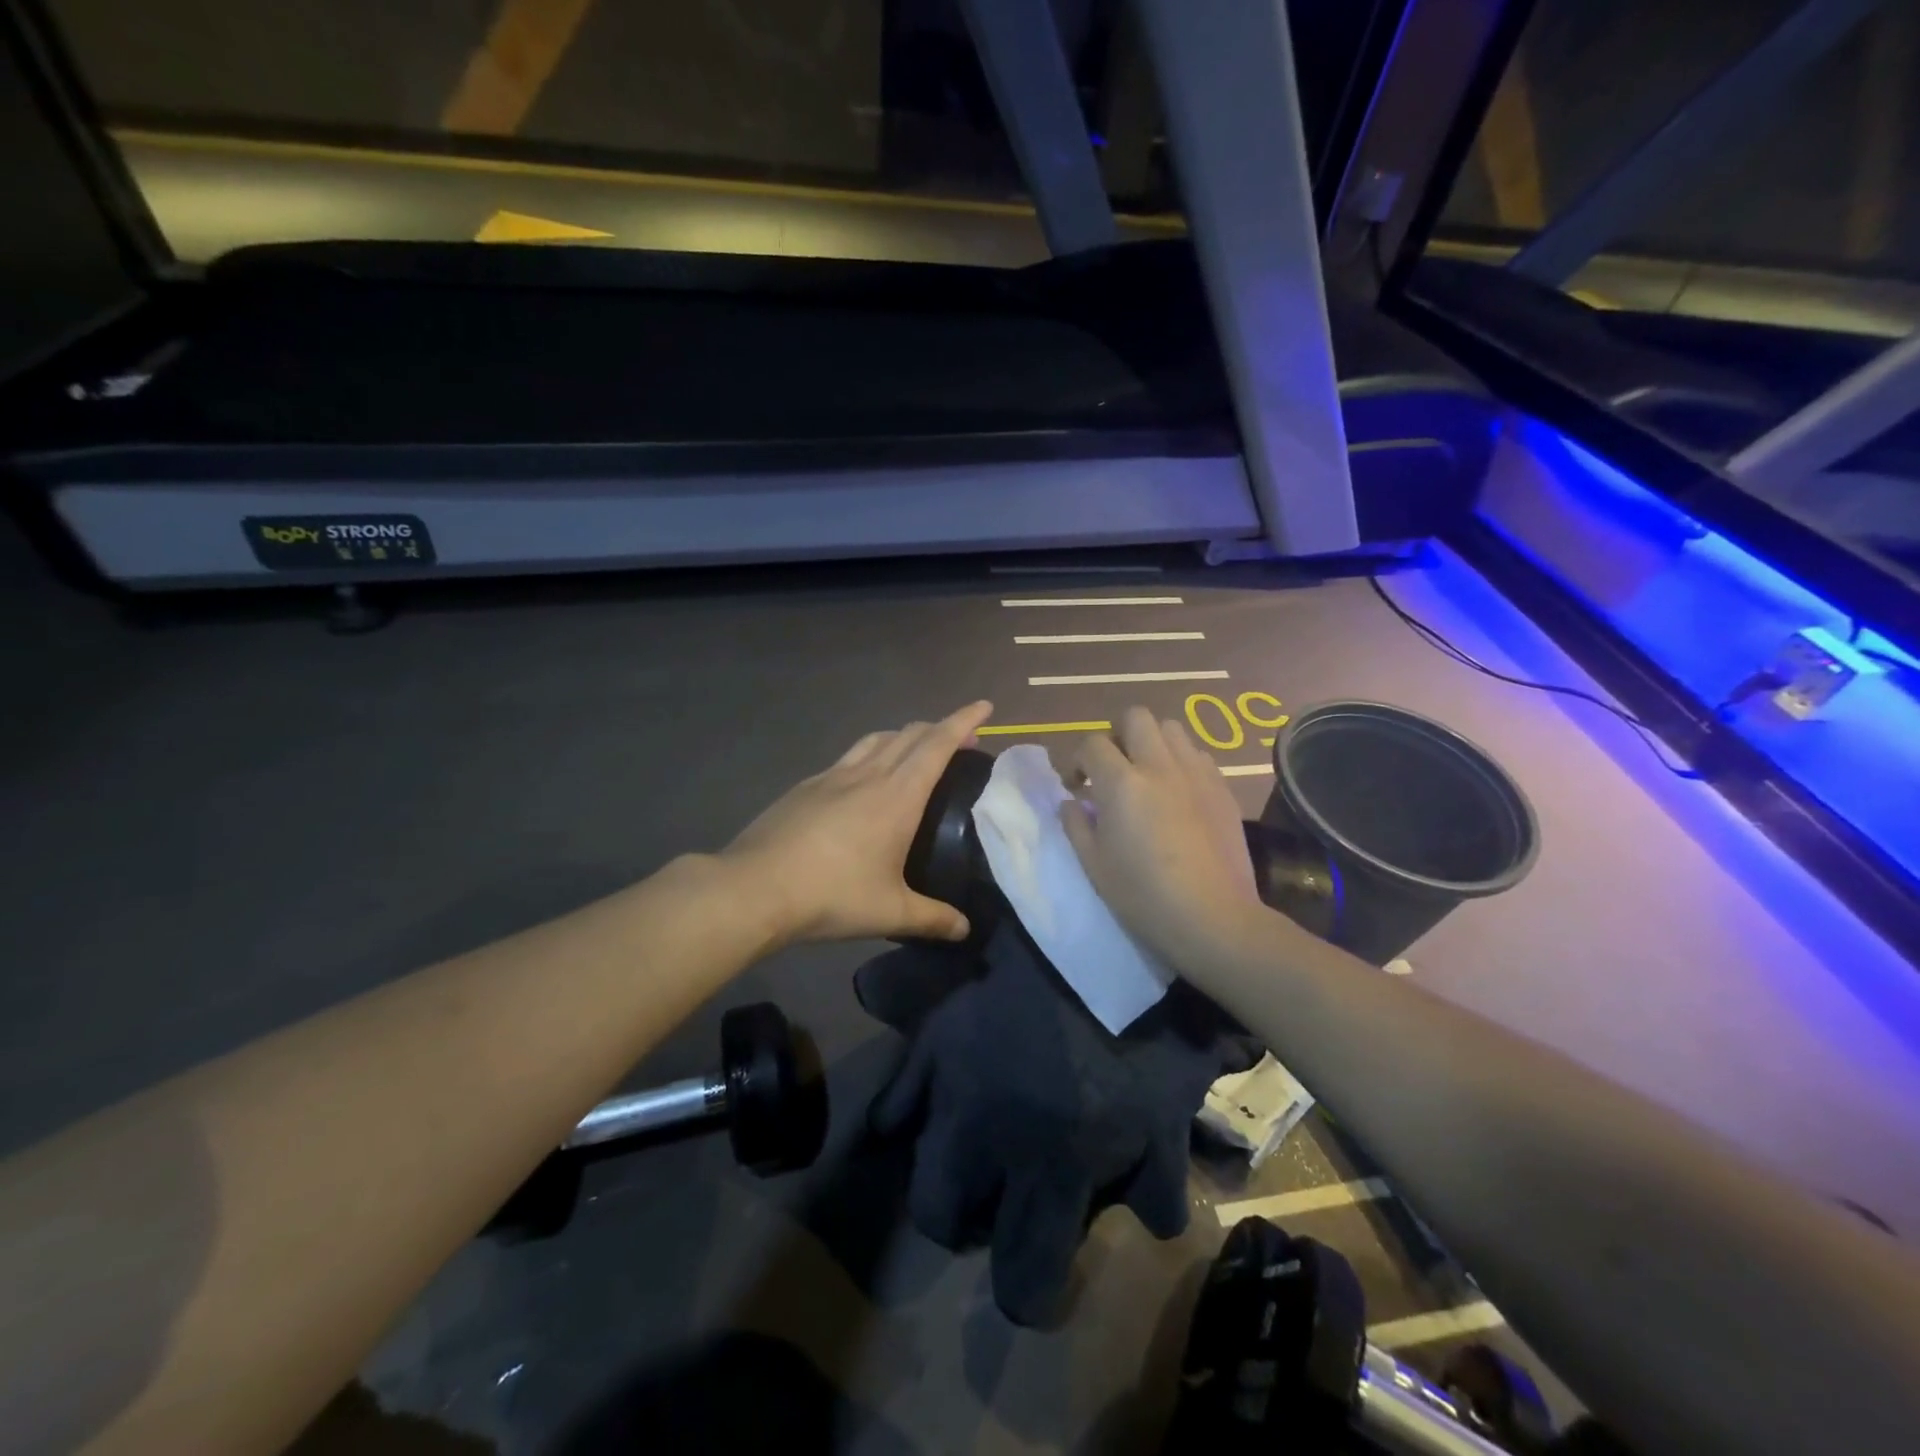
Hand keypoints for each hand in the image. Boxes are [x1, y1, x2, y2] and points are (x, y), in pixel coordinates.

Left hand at [722, 702, 993, 944]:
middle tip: (960, 741)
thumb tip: (965, 929)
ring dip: (903, 736)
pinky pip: (848, 758)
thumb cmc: (832, 895)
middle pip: (909, 734)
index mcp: (897, 795)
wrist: (755, 887)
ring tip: (915, 752)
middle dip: (940, 728)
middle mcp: (868, 774)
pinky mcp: (805, 787)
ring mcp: (832, 776)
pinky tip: (863, 782)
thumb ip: (933, 919)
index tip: (985, 706)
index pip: (938, 743)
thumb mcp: (890, 912)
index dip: (963, 720)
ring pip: (876, 739)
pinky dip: (870, 754)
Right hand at [1059, 707, 1259, 967]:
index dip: (1078, 760)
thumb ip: (1076, 825)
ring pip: (1171, 729)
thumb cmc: (1143, 897)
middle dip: (1117, 734)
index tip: (1077, 785)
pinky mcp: (1223, 788)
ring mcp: (1196, 773)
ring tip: (1147, 774)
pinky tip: (1178, 793)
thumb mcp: (1094, 865)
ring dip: (1152, 742)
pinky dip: (1181, 762)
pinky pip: (1198, 755)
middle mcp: (1160, 766)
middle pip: (1136, 717)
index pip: (1092, 743)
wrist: (1213, 918)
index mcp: (1122, 783)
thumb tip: (1072, 802)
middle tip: (1113, 767)